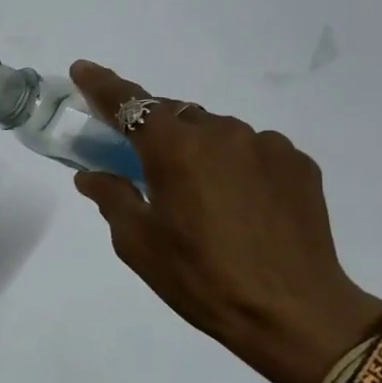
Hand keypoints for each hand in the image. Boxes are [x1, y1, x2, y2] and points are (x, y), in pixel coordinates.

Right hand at [70, 61, 381, 382]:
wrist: (294, 313)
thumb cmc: (201, 278)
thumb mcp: (138, 243)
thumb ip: (112, 198)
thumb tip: (92, 175)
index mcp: (176, 149)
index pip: (130, 103)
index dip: (102, 85)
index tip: (83, 69)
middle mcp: (222, 133)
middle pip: (175, 115)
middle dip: (154, 130)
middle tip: (144, 163)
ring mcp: (266, 145)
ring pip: (217, 132)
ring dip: (198, 149)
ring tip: (200, 196)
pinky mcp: (299, 164)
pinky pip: (253, 151)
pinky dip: (235, 165)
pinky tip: (239, 204)